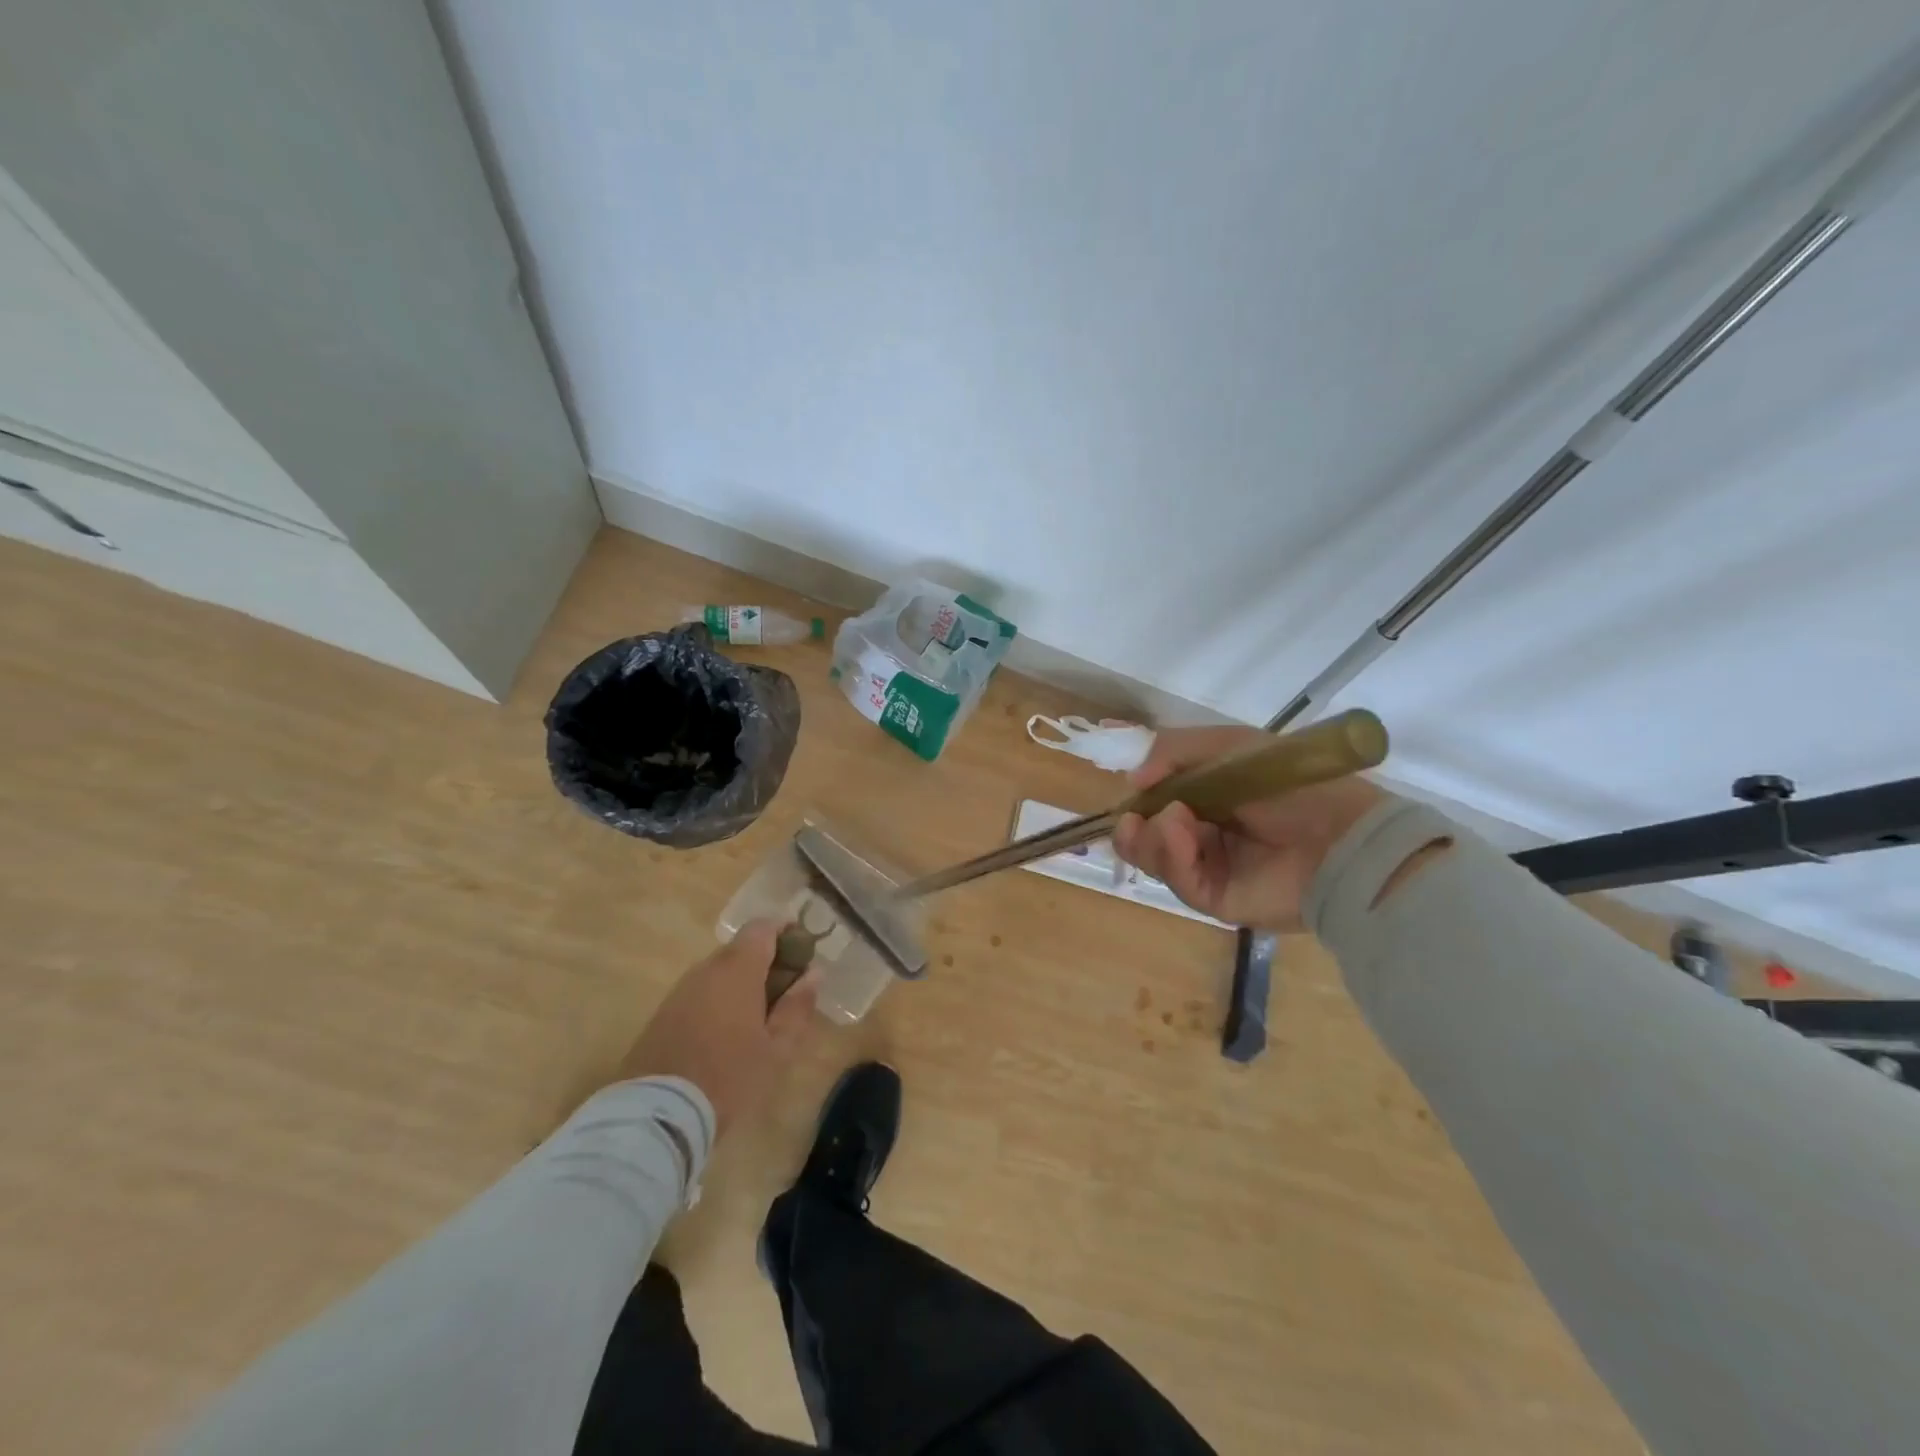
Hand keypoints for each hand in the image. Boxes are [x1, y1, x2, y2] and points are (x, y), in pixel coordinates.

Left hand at [617, 921, 820, 1135]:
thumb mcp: (777, 1049)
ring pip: (719, 973)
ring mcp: (680, 991)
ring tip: (758, 1019)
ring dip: (741, 984)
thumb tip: (814, 973)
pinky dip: (718, 1002)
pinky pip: (700, 994)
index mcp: (738, 969)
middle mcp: (706, 969)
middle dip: (766, 963)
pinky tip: (726, 1035)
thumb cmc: (728, 1077)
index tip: (803, 954)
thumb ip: (797, 1007)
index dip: (785, 932)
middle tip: (787, 994)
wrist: (655, 1115)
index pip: (763, 927)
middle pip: (741, 949)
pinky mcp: (663, 1014)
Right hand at [1113, 725, 1390, 932]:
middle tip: (1133, 817)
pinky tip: (1183, 836)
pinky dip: (1172, 856)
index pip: (1156, 801)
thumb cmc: (1287, 784)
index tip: (1127, 789)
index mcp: (1208, 798)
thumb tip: (1132, 779)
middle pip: (1145, 835)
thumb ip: (1172, 751)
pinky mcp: (1214, 898)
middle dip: (1133, 825)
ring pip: (1153, 859)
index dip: (1136, 798)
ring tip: (1173, 821)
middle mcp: (1203, 833)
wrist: (1340, 837)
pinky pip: (1177, 881)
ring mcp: (1208, 868)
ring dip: (1151, 838)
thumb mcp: (1229, 745)